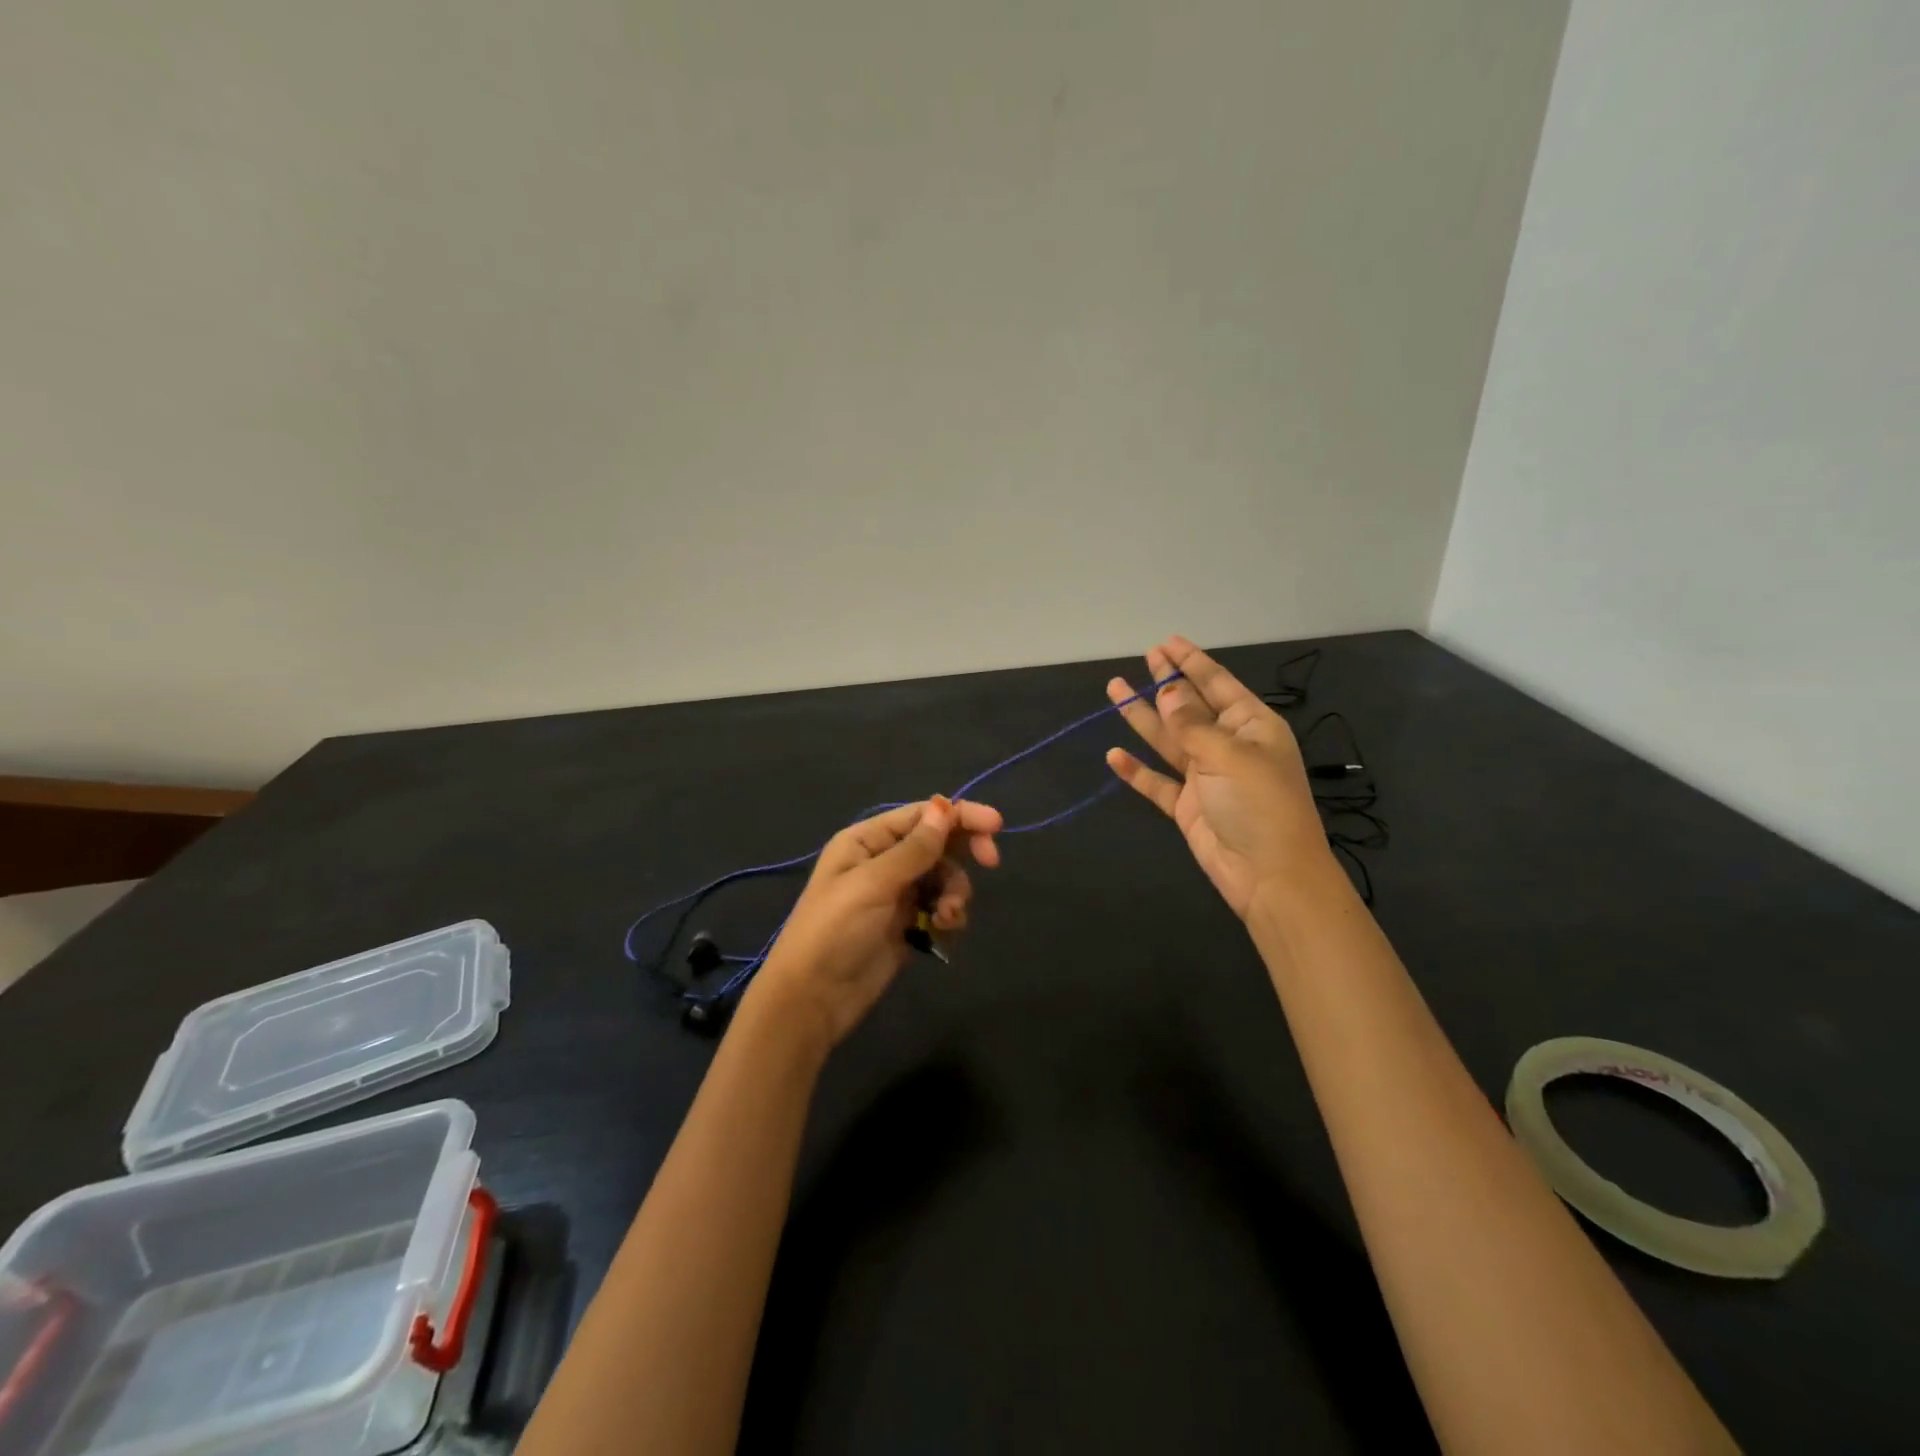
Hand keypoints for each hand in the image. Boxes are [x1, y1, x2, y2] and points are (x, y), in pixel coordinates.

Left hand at [750, 796, 1002, 1046]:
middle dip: (964, 851)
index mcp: (867, 840)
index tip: (996, 826)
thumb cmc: (835, 931)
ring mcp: (896, 894)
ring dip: (955, 891)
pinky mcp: (906, 925)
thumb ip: (914, 849)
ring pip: (944, 877)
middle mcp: (883, 861)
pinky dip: (948, 914)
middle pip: (937, 843)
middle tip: (991, 861)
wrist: (813, 999)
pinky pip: (940, 907)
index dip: (960, 815)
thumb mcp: (874, 884)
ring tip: (947, 915)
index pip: (922, 815)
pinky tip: (943, 928)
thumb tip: (946, 807)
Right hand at [1105, 636, 1328, 918]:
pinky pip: (1157, 782)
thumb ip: (1192, 724)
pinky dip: (1136, 770)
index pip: (1217, 684)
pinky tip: (1114, 755)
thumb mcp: (1228, 755)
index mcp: (1251, 726)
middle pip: (1190, 706)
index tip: (1166, 642)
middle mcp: (1228, 745)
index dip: (1191, 661)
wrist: (1269, 876)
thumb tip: (1167, 691)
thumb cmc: (1259, 805)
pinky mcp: (1187, 806)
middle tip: (1143, 657)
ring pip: (1168, 739)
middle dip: (1166, 682)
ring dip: (1142, 717)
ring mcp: (1206, 776)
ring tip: (1114, 690)